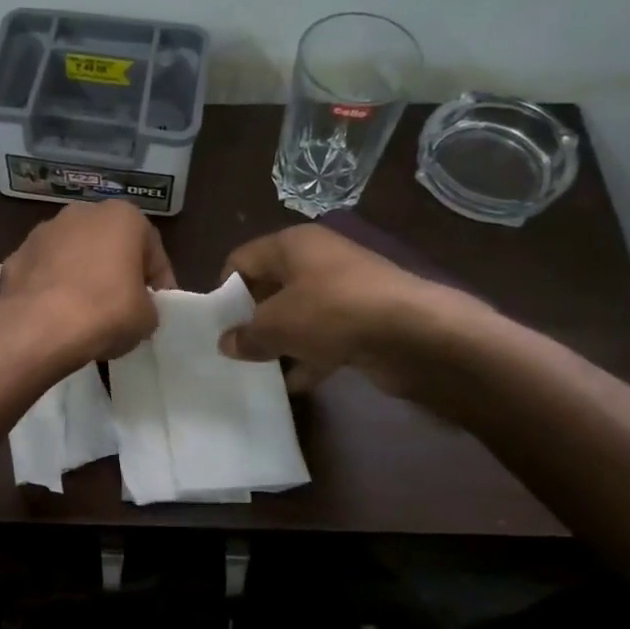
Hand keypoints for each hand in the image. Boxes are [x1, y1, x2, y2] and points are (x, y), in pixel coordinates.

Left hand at [0, 200, 177, 366]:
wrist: (38, 328)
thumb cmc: (106, 312)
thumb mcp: (147, 318)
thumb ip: (147, 305)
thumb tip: (135, 309)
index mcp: (123, 216)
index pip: (152, 250)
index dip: (158, 282)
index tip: (157, 308)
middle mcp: (81, 213)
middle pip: (110, 246)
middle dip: (117, 273)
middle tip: (123, 308)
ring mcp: (42, 232)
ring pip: (73, 256)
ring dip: (82, 278)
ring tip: (86, 316)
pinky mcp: (15, 257)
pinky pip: (44, 275)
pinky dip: (51, 290)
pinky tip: (55, 318)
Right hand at [218, 224, 496, 405]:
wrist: (412, 333)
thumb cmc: (331, 312)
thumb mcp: (276, 325)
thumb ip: (246, 334)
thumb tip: (226, 343)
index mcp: (292, 245)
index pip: (242, 259)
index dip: (225, 289)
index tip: (216, 323)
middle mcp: (318, 259)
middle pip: (271, 287)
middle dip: (252, 319)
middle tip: (235, 349)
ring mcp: (345, 289)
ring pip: (299, 314)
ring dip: (281, 342)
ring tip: (259, 370)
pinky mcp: (365, 318)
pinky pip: (326, 336)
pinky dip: (310, 356)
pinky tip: (296, 384)